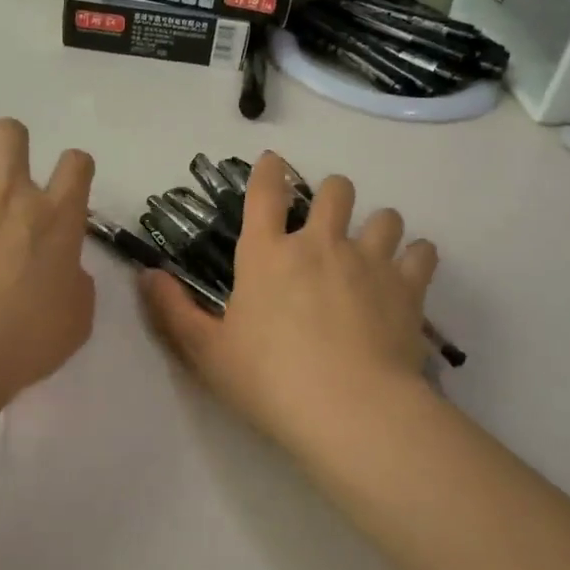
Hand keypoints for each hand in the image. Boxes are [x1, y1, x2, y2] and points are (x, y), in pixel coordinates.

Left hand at [0, 119, 95, 413]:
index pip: (76, 164)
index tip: (68, 183)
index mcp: (55, 217)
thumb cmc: (27, 338)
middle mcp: (9, 195)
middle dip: (9, 140)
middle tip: (5, 170)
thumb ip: (76, 285)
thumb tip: (68, 273)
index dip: (75, 167)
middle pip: (9, 133)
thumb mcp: (77, 319)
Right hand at [140, 153, 438, 449]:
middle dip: (331, 194)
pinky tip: (409, 272)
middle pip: (334, 190)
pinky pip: (421, 253)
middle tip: (326, 217)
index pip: (265, 193)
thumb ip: (173, 311)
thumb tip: (147, 275)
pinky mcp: (407, 288)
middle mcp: (319, 244)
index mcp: (267, 254)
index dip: (268, 170)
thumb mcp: (206, 352)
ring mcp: (369, 261)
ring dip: (377, 225)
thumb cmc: (269, 380)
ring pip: (384, 217)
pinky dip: (415, 258)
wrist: (350, 409)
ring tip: (372, 246)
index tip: (273, 160)